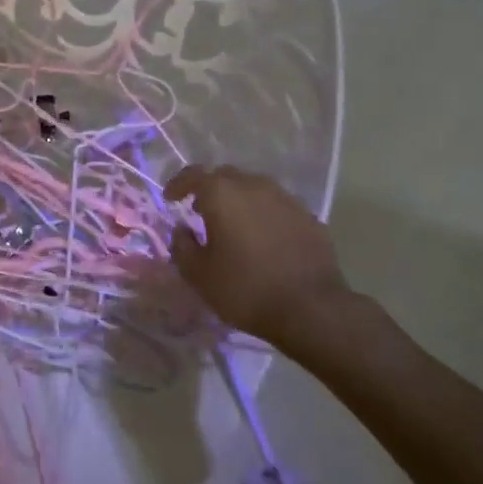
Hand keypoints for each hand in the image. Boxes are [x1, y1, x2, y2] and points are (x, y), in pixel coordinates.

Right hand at [165, 165, 349, 351]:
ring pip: (254, 189)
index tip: (171, 199)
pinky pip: (277, 207)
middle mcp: (253, 185)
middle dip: (210, 190)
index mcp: (222, 193)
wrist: (311, 309)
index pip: (193, 175)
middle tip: (201, 211)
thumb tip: (182, 230)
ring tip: (234, 225)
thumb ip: (182, 246)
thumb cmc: (245, 289)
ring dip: (239, 201)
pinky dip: (264, 215)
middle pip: (225, 176)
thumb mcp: (199, 275)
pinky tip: (264, 239)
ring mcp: (285, 199)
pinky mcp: (308, 216)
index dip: (178, 185)